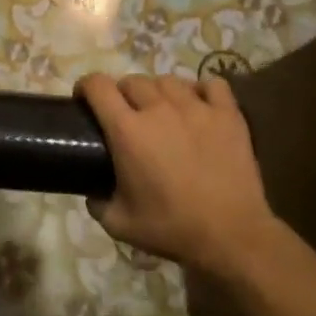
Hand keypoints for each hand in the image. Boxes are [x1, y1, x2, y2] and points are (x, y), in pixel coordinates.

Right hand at [76, 73, 272, 271]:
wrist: (231, 235)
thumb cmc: (171, 228)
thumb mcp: (119, 224)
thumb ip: (97, 203)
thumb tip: (93, 193)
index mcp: (127, 131)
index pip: (98, 86)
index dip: (85, 87)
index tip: (84, 100)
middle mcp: (159, 109)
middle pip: (132, 81)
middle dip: (121, 93)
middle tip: (125, 115)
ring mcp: (197, 108)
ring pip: (168, 80)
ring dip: (157, 91)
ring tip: (161, 111)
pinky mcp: (228, 114)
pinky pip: (211, 85)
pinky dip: (200, 91)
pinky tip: (198, 106)